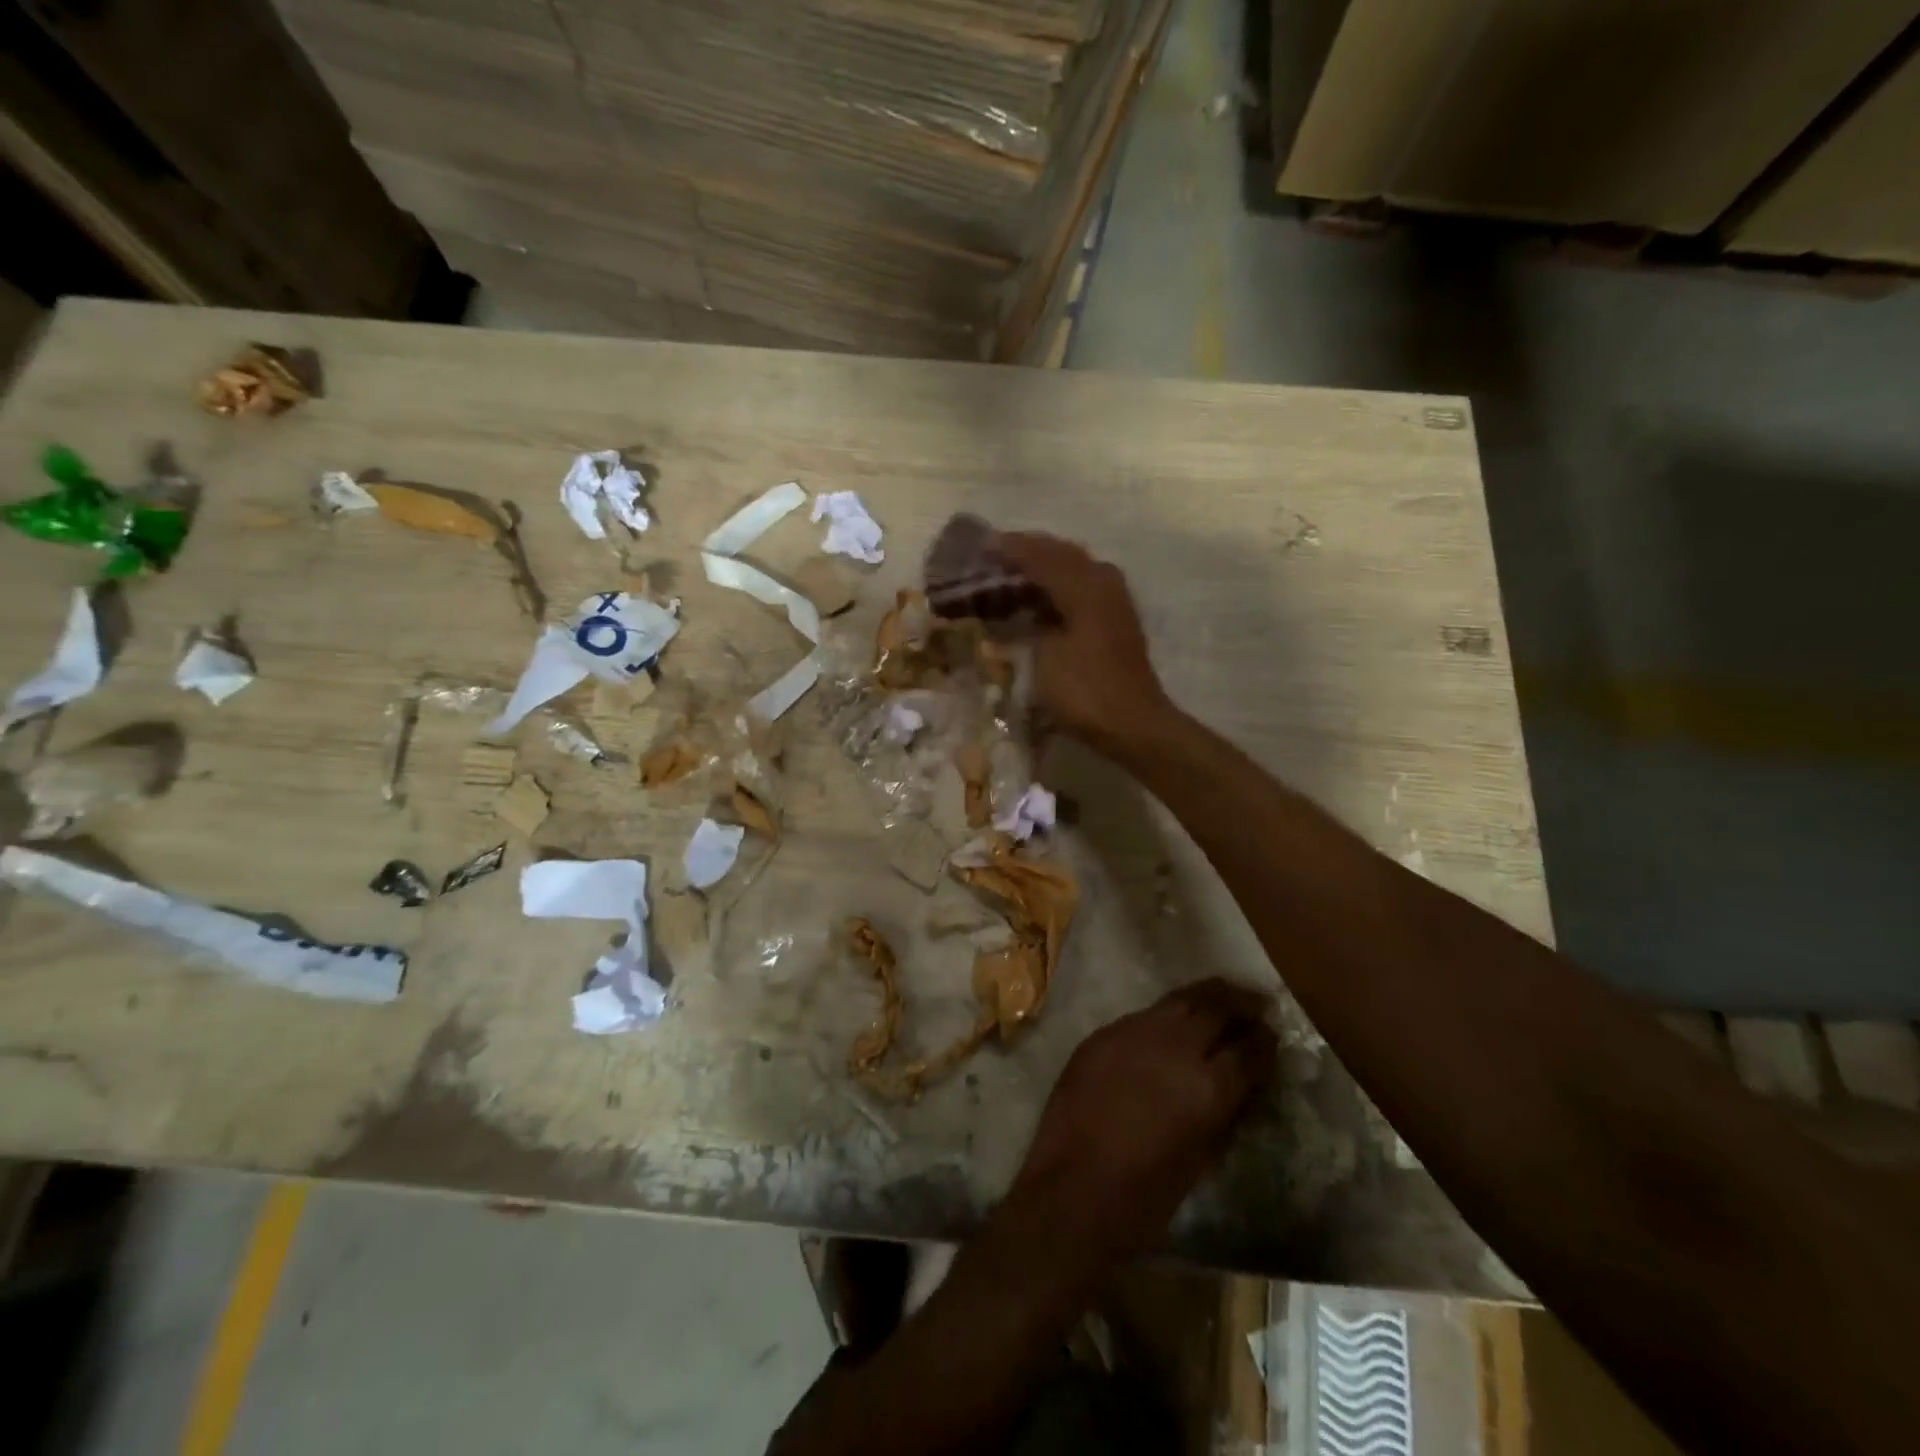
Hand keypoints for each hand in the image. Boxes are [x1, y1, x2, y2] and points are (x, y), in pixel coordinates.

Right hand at [994, 532, 1171, 748]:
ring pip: (1076, 568)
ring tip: (1016, 571)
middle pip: (1063, 554)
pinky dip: (1060, 585)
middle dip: (1030, 551)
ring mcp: (1115, 600)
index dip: (1010, 549)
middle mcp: (1103, 582)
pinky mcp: (1117, 620)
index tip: (982, 546)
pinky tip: (1042, 597)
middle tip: (997, 554)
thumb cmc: (1083, 690)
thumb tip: (1017, 610)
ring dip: (1046, 566)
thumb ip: (1028, 623)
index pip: (1041, 555)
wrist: (1132, 724)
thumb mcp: (1043, 656)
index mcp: (1084, 585)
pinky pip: (1084, 586)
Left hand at [1009, 979, 1276, 1261]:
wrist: (1074, 1189)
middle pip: (1215, 1009)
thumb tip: (1242, 1085)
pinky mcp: (1103, 1033)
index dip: (1265, 1043)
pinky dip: (1166, 1014)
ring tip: (1221, 996)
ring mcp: (1134, 1033)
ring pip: (1178, 1000)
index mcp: (1208, 1085)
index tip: (1272, 1036)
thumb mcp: (1203, 1157)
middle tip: (1255, 1004)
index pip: (1249, 1050)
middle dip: (1239, 1004)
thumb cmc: (1146, 1194)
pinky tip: (1172, 1022)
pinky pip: (1143, 1015)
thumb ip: (1225, 1112)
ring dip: (1204, 997)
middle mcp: (1174, 1047)